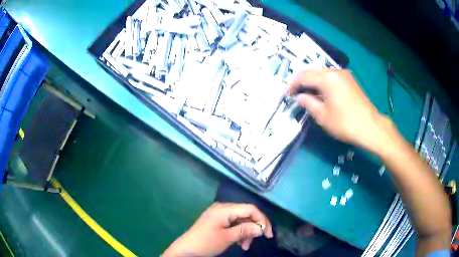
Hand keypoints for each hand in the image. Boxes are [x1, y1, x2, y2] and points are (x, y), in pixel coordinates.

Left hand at [162, 202, 272, 256]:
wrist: (186, 249)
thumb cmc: (206, 242)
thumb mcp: (228, 237)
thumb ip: (245, 230)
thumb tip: (261, 228)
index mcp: (225, 209)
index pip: (250, 209)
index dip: (262, 220)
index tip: (268, 234)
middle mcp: (223, 208)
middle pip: (246, 214)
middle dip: (254, 227)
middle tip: (260, 239)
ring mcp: (219, 214)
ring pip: (240, 220)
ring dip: (246, 232)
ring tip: (245, 246)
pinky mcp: (217, 221)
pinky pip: (233, 224)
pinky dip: (239, 233)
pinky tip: (239, 243)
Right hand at [288, 69, 392, 152]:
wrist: (370, 126)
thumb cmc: (345, 123)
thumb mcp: (323, 116)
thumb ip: (309, 103)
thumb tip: (300, 97)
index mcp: (327, 78)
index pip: (304, 76)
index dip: (293, 85)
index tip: (288, 94)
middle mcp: (335, 71)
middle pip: (312, 70)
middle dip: (302, 80)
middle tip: (296, 91)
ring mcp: (344, 74)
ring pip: (322, 72)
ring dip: (312, 79)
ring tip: (307, 92)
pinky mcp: (349, 79)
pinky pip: (331, 76)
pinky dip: (322, 81)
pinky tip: (321, 91)